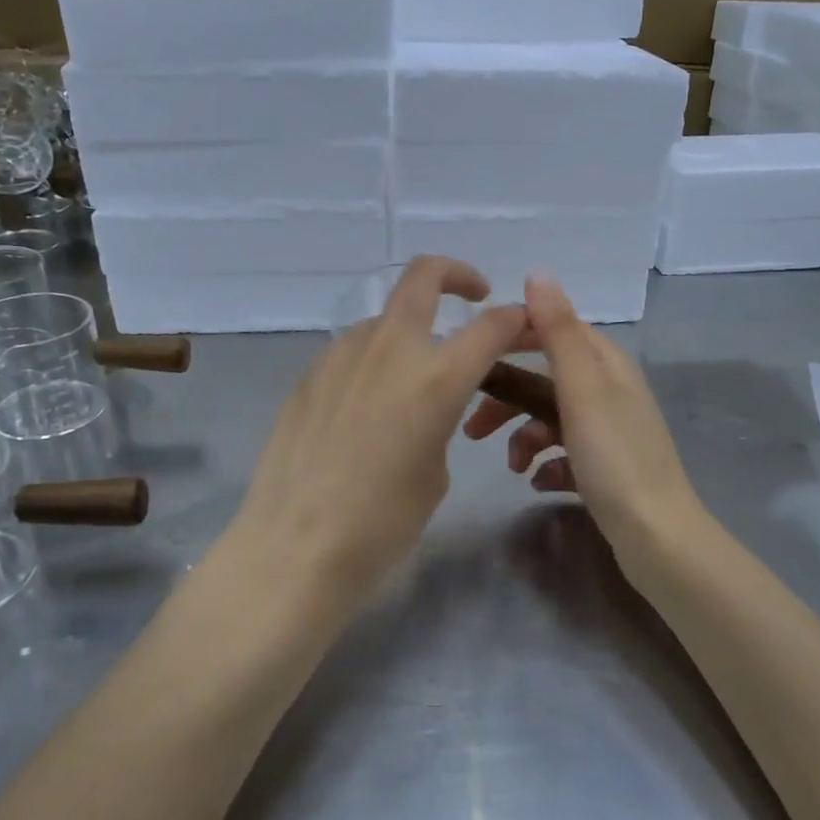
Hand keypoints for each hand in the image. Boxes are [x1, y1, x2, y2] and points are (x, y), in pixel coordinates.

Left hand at [227, 257, 529, 597]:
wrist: (296, 545)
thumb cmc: (382, 521)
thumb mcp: (435, 470)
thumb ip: (441, 418)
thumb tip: (429, 403)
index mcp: (437, 376)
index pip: (492, 324)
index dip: (516, 319)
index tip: (523, 325)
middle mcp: (390, 348)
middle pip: (424, 276)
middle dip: (457, 275)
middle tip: (473, 295)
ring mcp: (342, 355)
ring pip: (384, 319)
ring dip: (409, 331)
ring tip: (411, 378)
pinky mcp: (309, 373)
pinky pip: (352, 352)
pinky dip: (373, 362)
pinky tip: (365, 407)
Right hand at [463, 273, 702, 567]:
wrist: (656, 535)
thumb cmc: (614, 457)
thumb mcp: (582, 388)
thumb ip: (558, 330)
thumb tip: (538, 273)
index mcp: (606, 365)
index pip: (555, 330)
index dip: (515, 338)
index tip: (475, 356)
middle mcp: (609, 391)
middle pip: (546, 381)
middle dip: (509, 401)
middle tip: (473, 428)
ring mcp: (609, 431)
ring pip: (552, 420)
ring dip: (525, 439)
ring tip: (513, 467)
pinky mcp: (606, 468)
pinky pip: (565, 455)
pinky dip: (547, 465)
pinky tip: (539, 483)